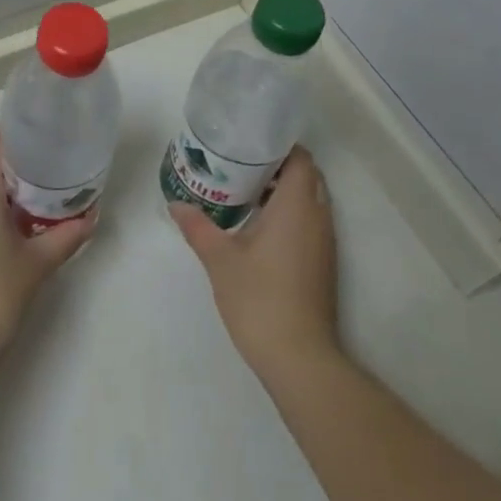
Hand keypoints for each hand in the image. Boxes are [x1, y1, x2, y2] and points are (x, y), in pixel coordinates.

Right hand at [170, 145, 339, 380]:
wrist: (299, 357)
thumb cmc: (260, 298)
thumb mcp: (220, 259)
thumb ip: (198, 227)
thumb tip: (176, 204)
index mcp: (298, 205)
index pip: (300, 158)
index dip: (278, 146)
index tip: (248, 143)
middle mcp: (318, 217)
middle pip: (306, 176)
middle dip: (277, 166)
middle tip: (239, 164)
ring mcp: (325, 242)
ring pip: (309, 200)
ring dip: (283, 192)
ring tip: (243, 192)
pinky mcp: (323, 263)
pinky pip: (310, 222)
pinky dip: (289, 214)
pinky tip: (257, 227)